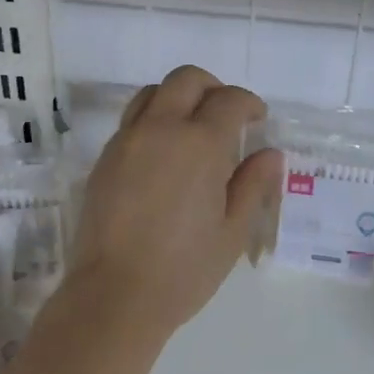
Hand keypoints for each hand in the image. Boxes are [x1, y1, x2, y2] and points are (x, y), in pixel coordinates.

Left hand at [71, 66, 281, 337]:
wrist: (115, 294)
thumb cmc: (184, 269)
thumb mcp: (232, 231)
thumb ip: (253, 185)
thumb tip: (269, 154)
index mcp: (199, 144)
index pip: (230, 100)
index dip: (249, 104)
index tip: (257, 120)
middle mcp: (159, 130)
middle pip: (186, 79)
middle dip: (212, 87)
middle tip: (227, 114)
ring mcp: (125, 142)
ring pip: (152, 94)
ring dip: (177, 98)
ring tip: (191, 129)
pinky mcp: (103, 160)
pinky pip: (131, 121)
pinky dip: (152, 121)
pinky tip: (163, 155)